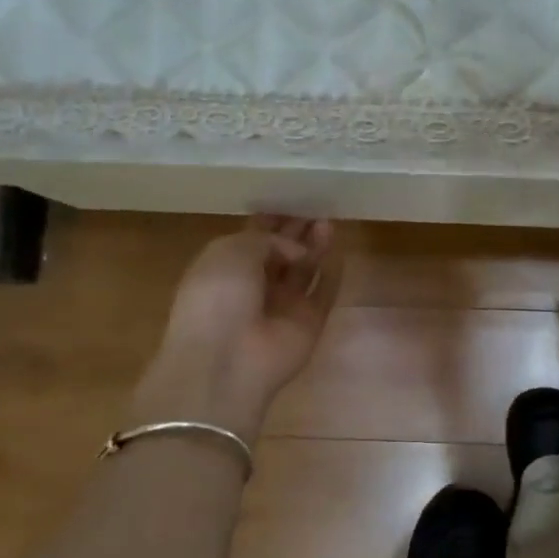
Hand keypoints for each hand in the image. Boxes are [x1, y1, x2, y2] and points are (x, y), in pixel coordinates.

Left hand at [137, 216, 339, 440]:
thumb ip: (267, 238)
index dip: (272, 218)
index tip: (293, 197)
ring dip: (315, 246)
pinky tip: (340, 251)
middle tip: (318, 205)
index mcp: (226, 267)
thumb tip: (296, 250)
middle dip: (298, 229)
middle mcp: (255, 286)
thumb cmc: (217, 297)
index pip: (253, 237)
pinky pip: (324, 293)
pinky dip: (332, 273)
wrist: (226, 360)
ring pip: (304, 270)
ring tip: (328, 221)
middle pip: (282, 252)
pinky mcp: (309, 322)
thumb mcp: (231, 251)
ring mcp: (283, 306)